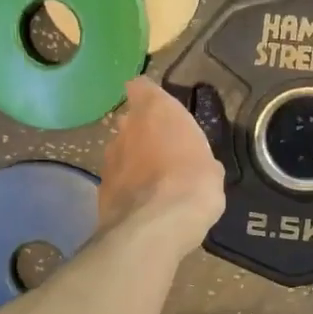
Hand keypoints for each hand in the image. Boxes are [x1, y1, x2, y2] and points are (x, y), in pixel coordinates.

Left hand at [97, 76, 226, 254]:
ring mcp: (109, 159)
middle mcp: (126, 127)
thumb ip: (196, 155)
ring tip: (154, 184)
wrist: (156, 226)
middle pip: (130, 121)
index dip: (149, 97)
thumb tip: (193, 164)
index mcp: (156, 111)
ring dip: (133, 163)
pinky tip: (143, 206)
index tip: (161, 111)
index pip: (141, 87)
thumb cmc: (193, 183)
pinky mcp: (101, 189)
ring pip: (121, 152)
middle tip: (164, 153)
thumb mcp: (211, 167)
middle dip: (143, 134)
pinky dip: (127, 189)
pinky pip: (117, 181)